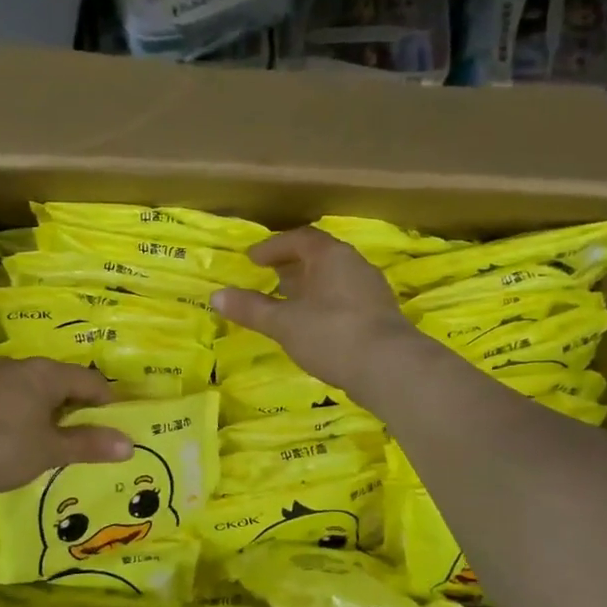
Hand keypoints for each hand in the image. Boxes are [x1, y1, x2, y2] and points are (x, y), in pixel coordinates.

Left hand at [0, 357, 133, 499]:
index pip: (88, 379)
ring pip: (30, 388)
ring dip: (46, 408)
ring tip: (54, 436)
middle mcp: (18, 367)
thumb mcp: (50, 451)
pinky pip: (7, 399)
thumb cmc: (2, 448)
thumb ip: (89, 445)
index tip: (116, 422)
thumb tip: (129, 444)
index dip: (106, 400)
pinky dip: (21, 414)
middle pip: (58, 380)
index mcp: (44, 373)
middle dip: (75, 403)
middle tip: (87, 431)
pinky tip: (16, 437)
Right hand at [211, 228, 421, 394]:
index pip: (300, 239)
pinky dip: (323, 304)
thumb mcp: (284, 322)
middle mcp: (355, 265)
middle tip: (268, 277)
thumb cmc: (331, 334)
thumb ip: (251, 308)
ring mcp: (371, 290)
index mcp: (331, 256)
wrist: (391, 367)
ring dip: (308, 286)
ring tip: (287, 303)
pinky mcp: (380, 315)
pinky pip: (345, 299)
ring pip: (333, 279)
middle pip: (319, 257)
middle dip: (291, 266)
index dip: (274, 247)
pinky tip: (313, 325)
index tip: (253, 260)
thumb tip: (215, 296)